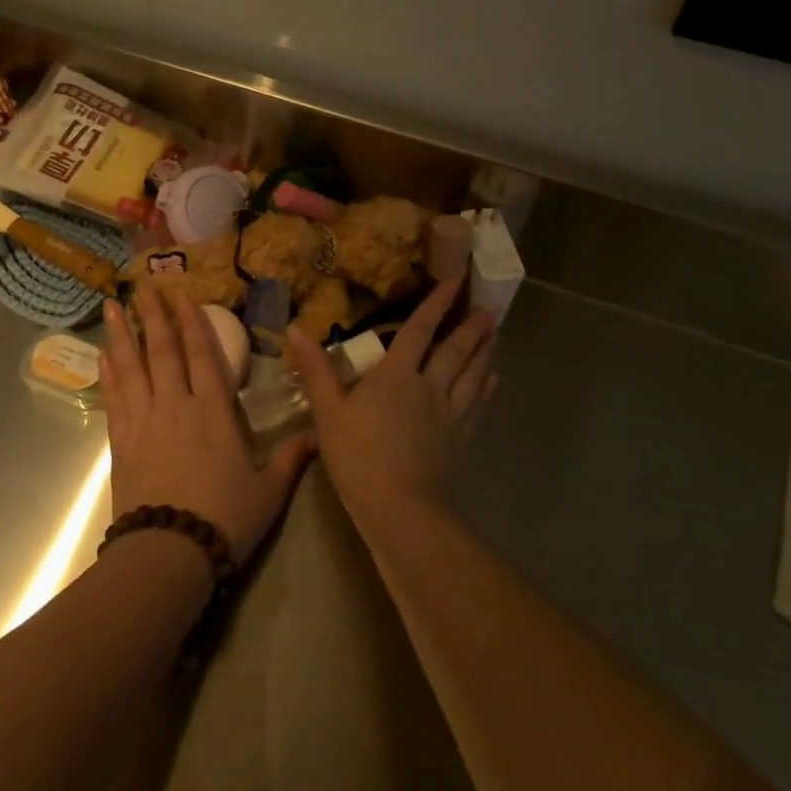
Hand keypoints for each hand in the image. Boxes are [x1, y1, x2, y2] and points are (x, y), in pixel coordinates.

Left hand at [101, 289, 316, 566]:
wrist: (168, 554)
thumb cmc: (224, 519)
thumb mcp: (268, 492)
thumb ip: (291, 459)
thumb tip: (318, 436)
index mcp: (214, 412)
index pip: (202, 355)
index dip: (193, 322)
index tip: (182, 295)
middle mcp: (176, 406)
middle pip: (163, 351)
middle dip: (154, 315)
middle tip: (143, 285)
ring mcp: (144, 422)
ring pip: (132, 367)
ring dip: (123, 334)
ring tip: (111, 306)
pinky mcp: (121, 443)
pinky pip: (114, 399)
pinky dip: (108, 374)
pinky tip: (103, 356)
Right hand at [287, 282, 496, 526]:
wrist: (399, 507)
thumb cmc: (358, 455)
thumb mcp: (328, 410)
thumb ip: (315, 369)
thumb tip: (295, 328)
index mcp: (397, 374)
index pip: (419, 331)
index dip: (435, 305)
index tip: (454, 283)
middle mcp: (429, 386)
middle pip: (455, 351)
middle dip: (471, 328)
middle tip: (490, 310)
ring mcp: (448, 414)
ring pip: (472, 375)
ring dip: (484, 353)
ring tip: (496, 336)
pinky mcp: (457, 439)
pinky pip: (476, 405)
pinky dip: (486, 388)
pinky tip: (493, 381)